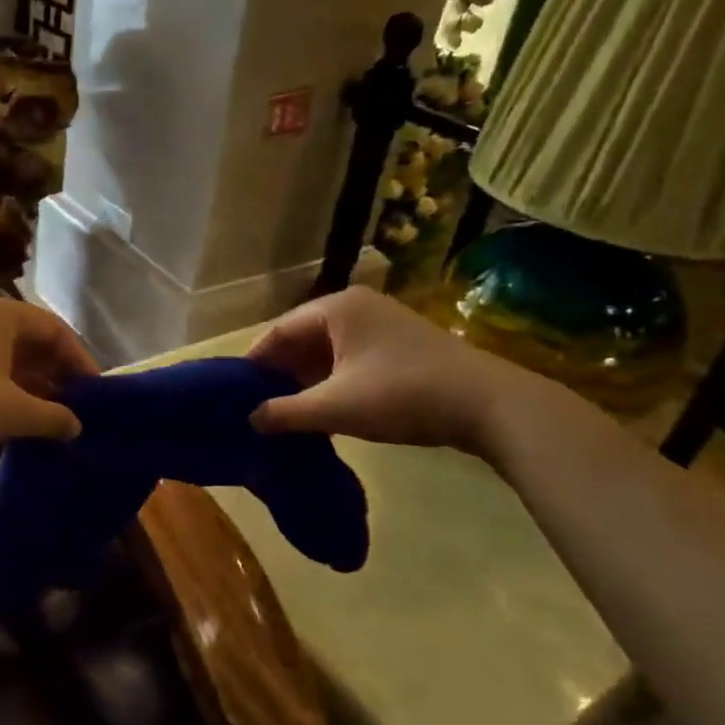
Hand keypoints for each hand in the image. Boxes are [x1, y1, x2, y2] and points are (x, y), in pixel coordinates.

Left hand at [0, 294, 98, 463]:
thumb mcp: (10, 410)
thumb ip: (51, 417)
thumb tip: (76, 426)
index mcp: (1, 313)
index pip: (55, 329)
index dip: (80, 360)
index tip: (95, 394)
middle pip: (31, 342)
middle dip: (56, 375)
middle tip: (75, 409)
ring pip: (7, 359)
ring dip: (31, 387)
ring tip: (49, 419)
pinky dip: (4, 391)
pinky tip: (13, 419)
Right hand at [247, 286, 543, 456]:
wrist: (487, 404)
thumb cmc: (401, 395)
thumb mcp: (335, 407)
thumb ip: (286, 412)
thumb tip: (250, 419)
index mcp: (336, 308)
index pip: (280, 330)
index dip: (256, 361)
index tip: (236, 391)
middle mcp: (358, 305)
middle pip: (303, 337)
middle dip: (281, 371)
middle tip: (259, 404)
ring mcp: (383, 322)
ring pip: (329, 349)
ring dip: (307, 378)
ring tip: (287, 410)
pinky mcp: (401, 343)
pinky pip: (351, 356)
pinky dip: (333, 379)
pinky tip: (325, 407)